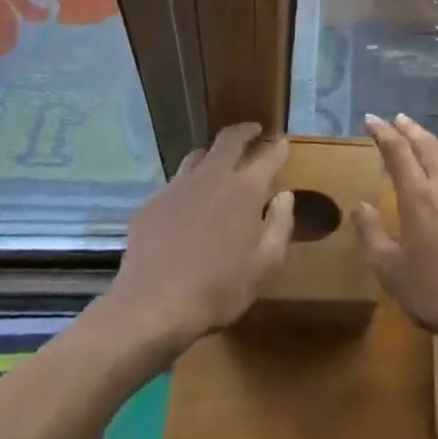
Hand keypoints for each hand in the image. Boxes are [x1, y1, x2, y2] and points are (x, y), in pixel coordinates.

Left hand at [113, 123, 293, 347]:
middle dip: (245, 131)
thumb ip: (280, 225)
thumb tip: (285, 195)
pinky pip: (175, 184)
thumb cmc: (218, 289)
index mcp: (244, 189)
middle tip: (253, 132)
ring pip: (198, 155)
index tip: (282, 142)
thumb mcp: (264, 266)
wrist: (152, 307)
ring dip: (213, 155)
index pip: (268, 155)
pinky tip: (185, 206)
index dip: (278, 146)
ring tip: (217, 164)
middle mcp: (212, 176)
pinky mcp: (153, 202)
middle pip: (230, 138)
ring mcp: (179, 186)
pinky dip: (187, 187)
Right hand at [354, 113, 437, 340]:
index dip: (383, 133)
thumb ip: (371, 233)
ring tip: (415, 136)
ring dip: (426, 139)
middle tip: (395, 118)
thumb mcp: (388, 268)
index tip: (370, 119)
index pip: (398, 151)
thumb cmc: (430, 287)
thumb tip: (360, 205)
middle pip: (425, 144)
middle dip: (408, 128)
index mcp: (417, 194)